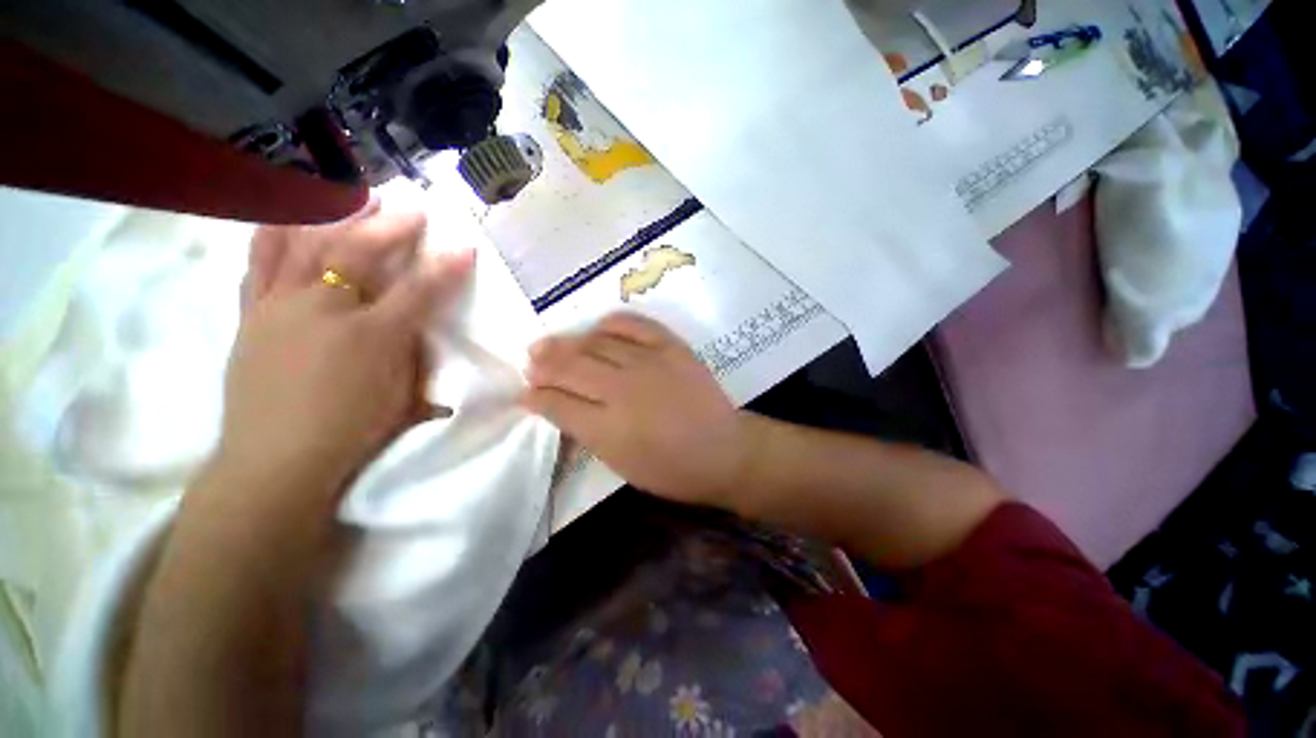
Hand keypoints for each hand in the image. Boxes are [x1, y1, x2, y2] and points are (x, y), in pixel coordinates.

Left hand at [217, 206, 472, 515]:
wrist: (276, 462)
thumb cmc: (351, 432)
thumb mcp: (404, 398)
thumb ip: (420, 357)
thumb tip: (431, 333)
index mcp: (371, 338)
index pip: (418, 291)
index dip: (445, 268)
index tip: (465, 247)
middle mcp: (322, 312)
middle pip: (357, 254)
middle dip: (390, 228)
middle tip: (411, 208)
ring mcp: (279, 307)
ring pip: (303, 246)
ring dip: (332, 216)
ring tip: (351, 197)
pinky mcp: (250, 314)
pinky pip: (259, 263)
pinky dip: (273, 233)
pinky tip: (287, 216)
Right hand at [523, 313, 759, 507]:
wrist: (723, 450)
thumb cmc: (671, 469)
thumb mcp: (620, 463)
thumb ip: (586, 431)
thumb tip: (557, 407)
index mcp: (608, 429)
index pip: (557, 404)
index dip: (535, 396)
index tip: (525, 392)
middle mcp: (623, 390)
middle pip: (571, 367)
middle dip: (543, 364)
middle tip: (531, 360)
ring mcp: (649, 363)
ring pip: (596, 343)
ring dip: (569, 343)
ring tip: (552, 344)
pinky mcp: (671, 347)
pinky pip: (633, 324)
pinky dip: (611, 323)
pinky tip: (598, 329)